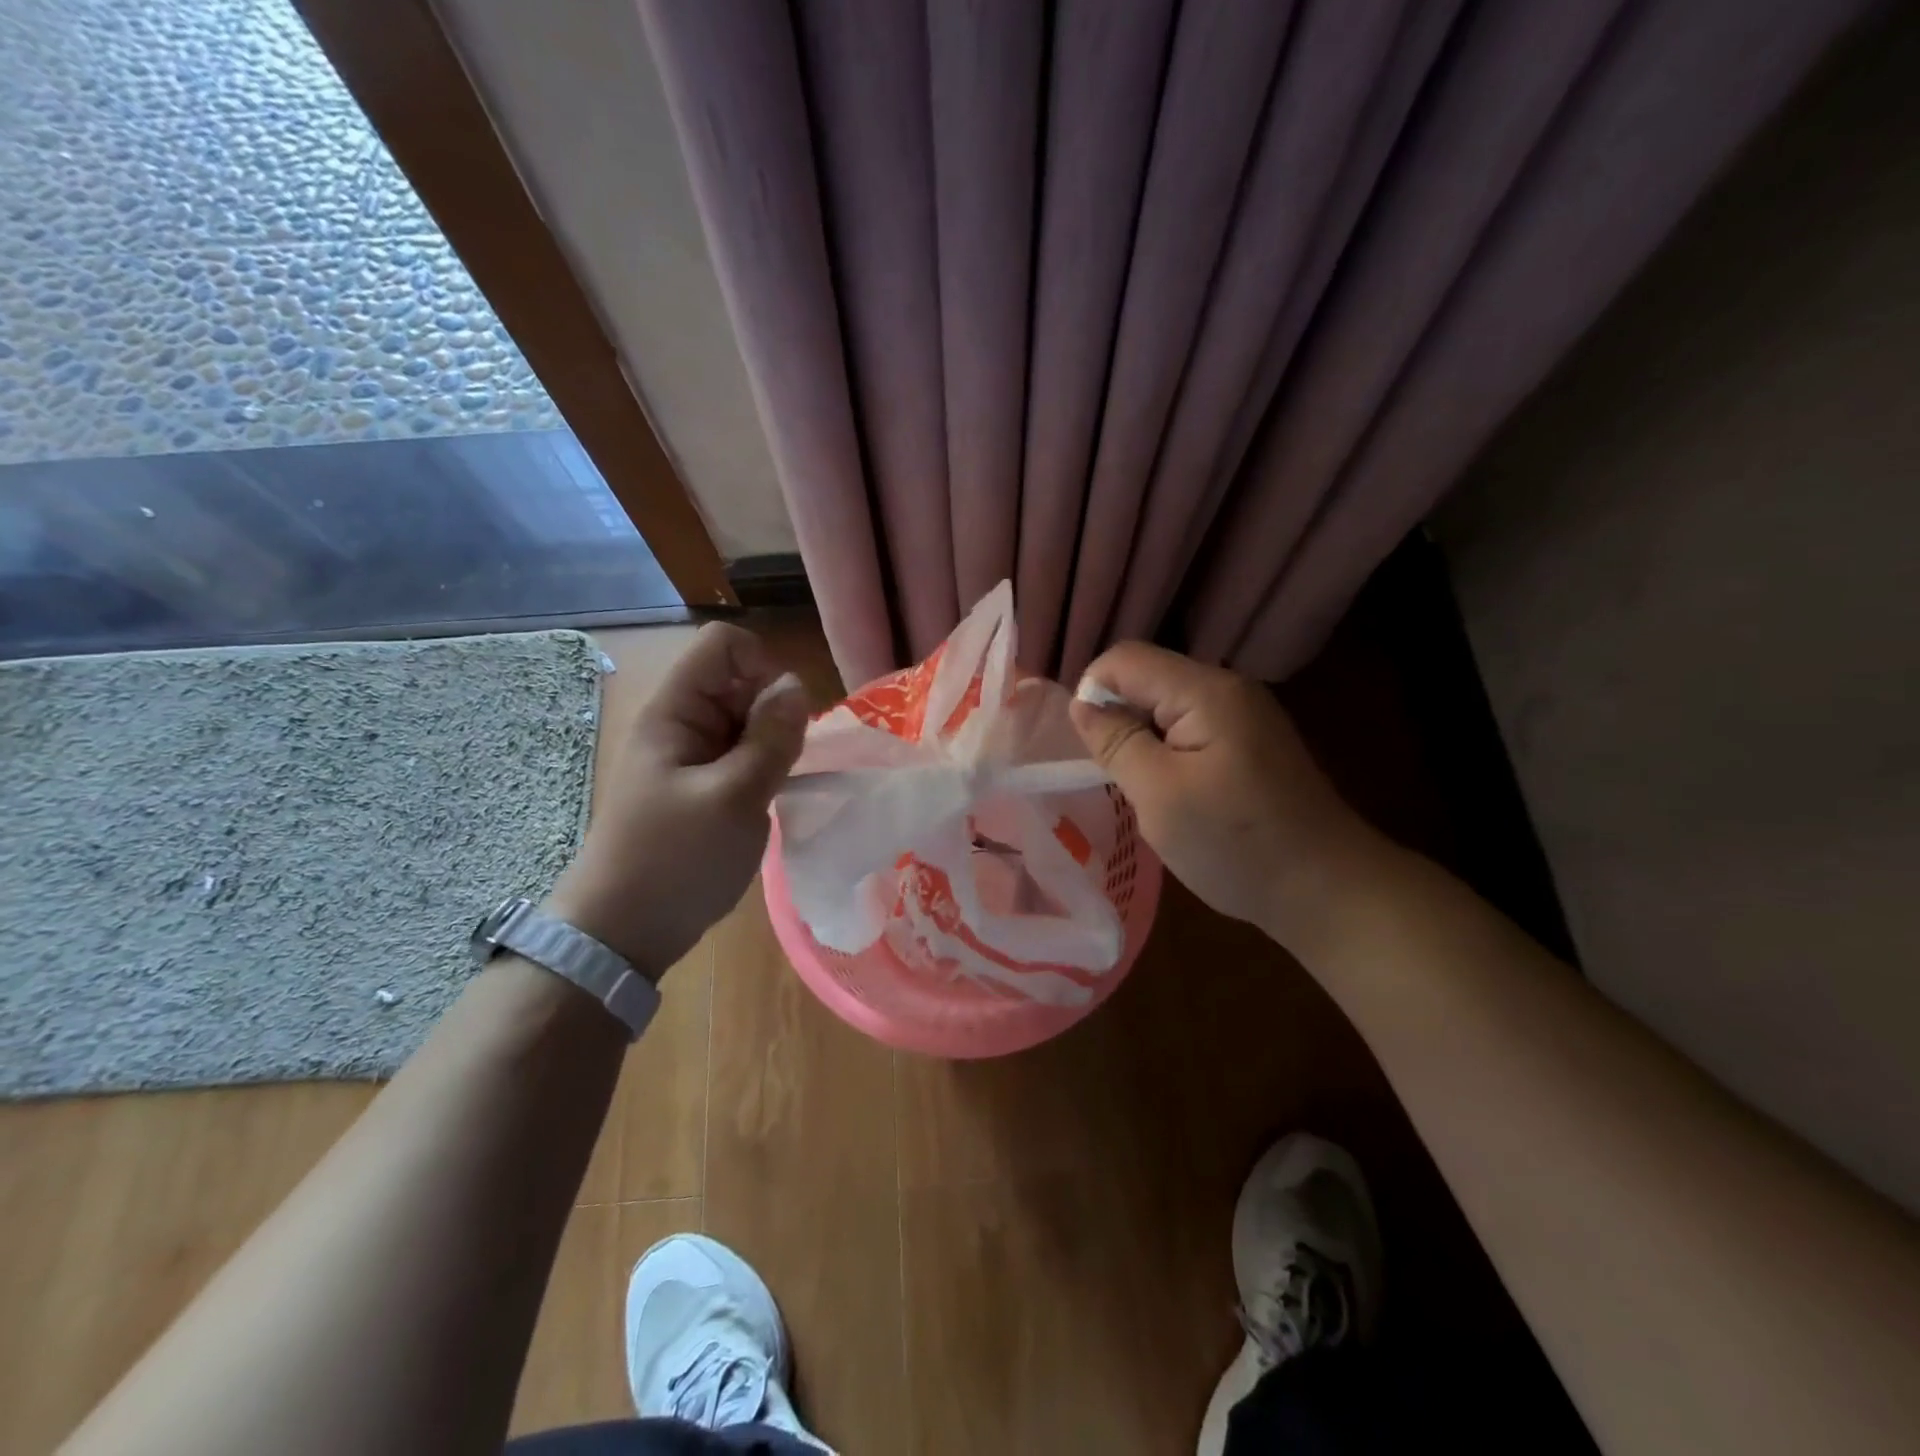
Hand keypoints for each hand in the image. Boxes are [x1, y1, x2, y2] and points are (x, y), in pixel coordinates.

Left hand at [546, 622, 808, 977]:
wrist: (623, 933)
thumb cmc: (676, 861)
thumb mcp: (735, 798)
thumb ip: (771, 738)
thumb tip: (796, 685)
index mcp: (675, 712)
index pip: (724, 646)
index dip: (762, 668)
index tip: (780, 719)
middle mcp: (681, 723)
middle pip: (739, 681)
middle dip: (773, 712)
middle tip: (781, 764)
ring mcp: (690, 756)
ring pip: (746, 720)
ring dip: (771, 744)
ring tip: (774, 788)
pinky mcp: (701, 786)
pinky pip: (741, 755)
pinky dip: (763, 767)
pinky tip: (768, 800)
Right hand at [1069, 642, 1383, 947]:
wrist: (1326, 890)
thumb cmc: (1235, 844)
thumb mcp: (1159, 795)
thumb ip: (1116, 742)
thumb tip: (1081, 704)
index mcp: (1206, 691)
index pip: (1125, 659)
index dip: (1093, 692)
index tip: (1089, 747)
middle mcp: (1228, 688)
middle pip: (1148, 677)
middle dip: (1119, 718)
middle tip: (1114, 775)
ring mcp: (1244, 714)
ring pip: (1166, 706)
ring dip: (1142, 739)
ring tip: (1142, 788)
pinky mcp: (1250, 741)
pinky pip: (1190, 727)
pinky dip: (1167, 752)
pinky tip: (1173, 792)